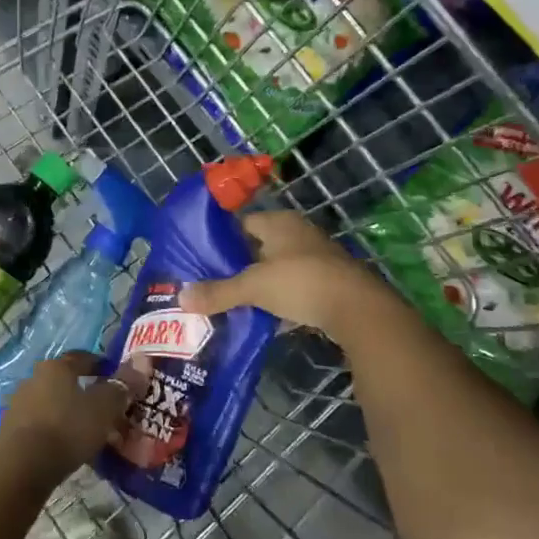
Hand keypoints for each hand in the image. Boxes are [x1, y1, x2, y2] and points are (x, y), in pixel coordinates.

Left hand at [0, 351, 147, 488]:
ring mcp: (19, 404)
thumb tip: (143, 361)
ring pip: (53, 403)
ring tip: (90, 431)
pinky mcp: (11, 430)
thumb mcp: (103, 408)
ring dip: (70, 412)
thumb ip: (122, 386)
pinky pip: (41, 423)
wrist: (21, 468)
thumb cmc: (67, 429)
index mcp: (56, 367)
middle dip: (86, 392)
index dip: (101, 365)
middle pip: (66, 381)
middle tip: (107, 409)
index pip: (82, 358)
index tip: (115, 377)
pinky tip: (68, 446)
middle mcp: (34, 378)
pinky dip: (56, 430)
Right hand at [177, 210, 388, 337]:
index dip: (221, 238)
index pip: (242, 222)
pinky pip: (296, 285)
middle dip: (239, 264)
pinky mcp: (330, 280)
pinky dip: (282, 297)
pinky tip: (268, 316)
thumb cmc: (301, 282)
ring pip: (278, 266)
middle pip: (259, 245)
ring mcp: (317, 256)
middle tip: (214, 282)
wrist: (358, 308)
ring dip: (261, 282)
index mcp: (279, 222)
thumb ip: (219, 292)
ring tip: (236, 301)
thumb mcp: (254, 287)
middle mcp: (298, 232)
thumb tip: (181, 298)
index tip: (202, 258)